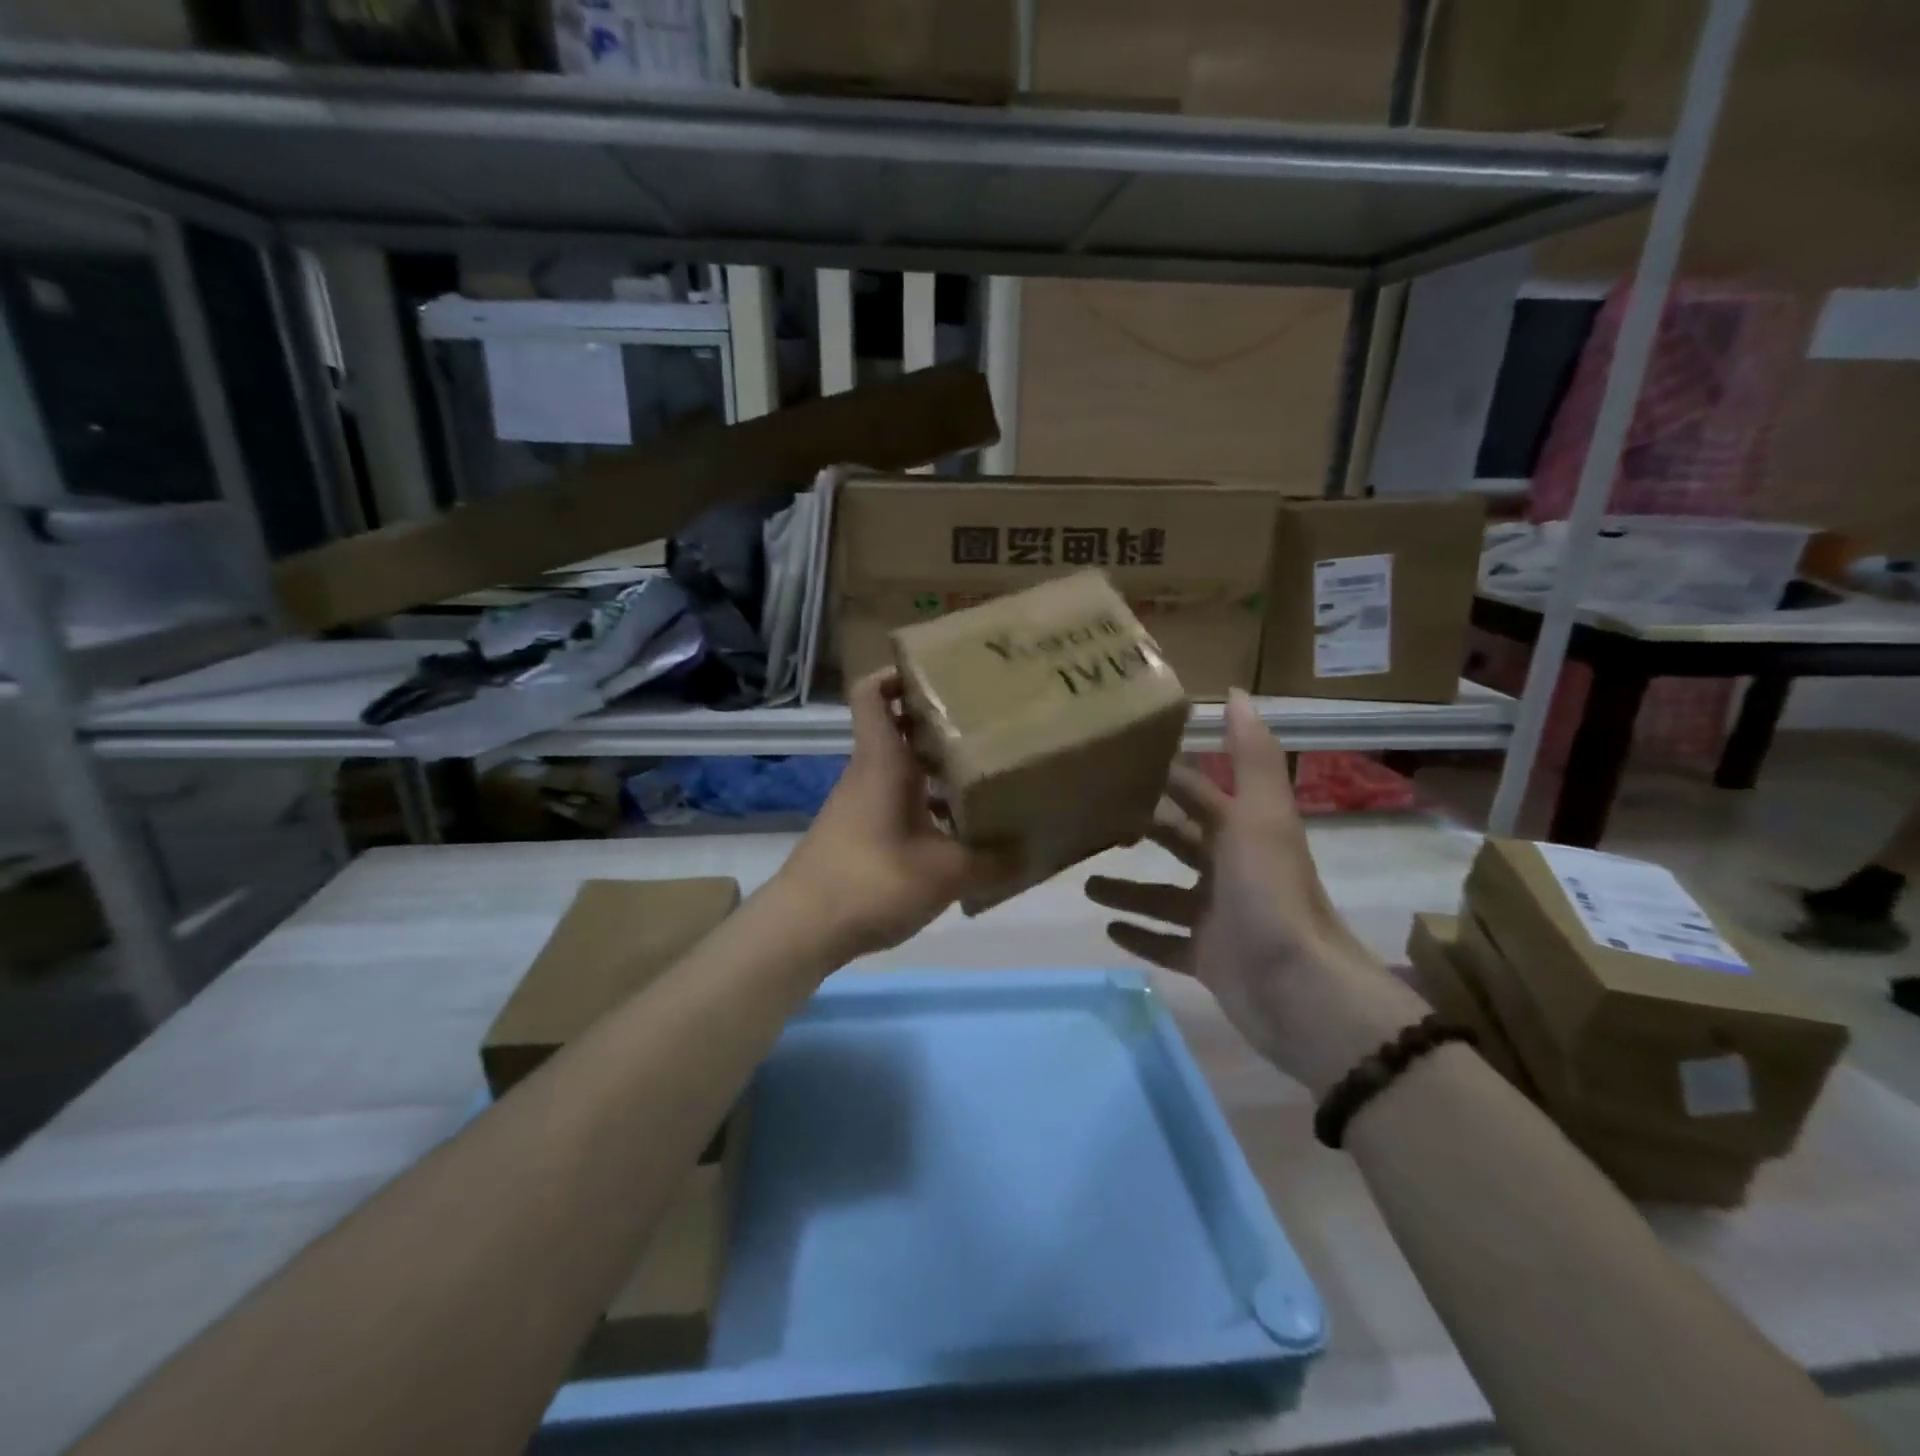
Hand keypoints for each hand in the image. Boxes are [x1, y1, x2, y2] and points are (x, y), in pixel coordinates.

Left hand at [778, 670, 1012, 958]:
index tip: (939, 674)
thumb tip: (1030, 852)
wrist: (803, 927)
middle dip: (937, 723)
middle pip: (898, 730)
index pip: (872, 694)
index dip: (897, 674)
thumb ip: (991, 861)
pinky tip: (959, 833)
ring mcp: (860, 804)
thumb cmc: (873, 880)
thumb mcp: (945, 872)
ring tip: (985, 777)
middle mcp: (869, 773)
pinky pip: (898, 803)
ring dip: (936, 770)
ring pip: (900, 770)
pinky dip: (926, 807)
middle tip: (986, 724)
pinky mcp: (859, 834)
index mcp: (883, 762)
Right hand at [1085, 690, 1428, 1096]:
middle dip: (1140, 830)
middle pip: (1178, 842)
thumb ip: (1250, 756)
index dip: (1164, 777)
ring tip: (1085, 882)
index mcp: (1243, 832)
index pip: (1197, 793)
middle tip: (1089, 820)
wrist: (1298, 989)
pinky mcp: (1209, 960)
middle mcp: (1231, 871)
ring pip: (1164, 896)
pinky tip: (1106, 929)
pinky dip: (1140, 936)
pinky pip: (1166, 944)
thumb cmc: (1269, 893)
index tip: (1116, 763)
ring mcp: (1219, 918)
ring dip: (1128, 888)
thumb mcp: (1259, 816)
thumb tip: (1238, 692)